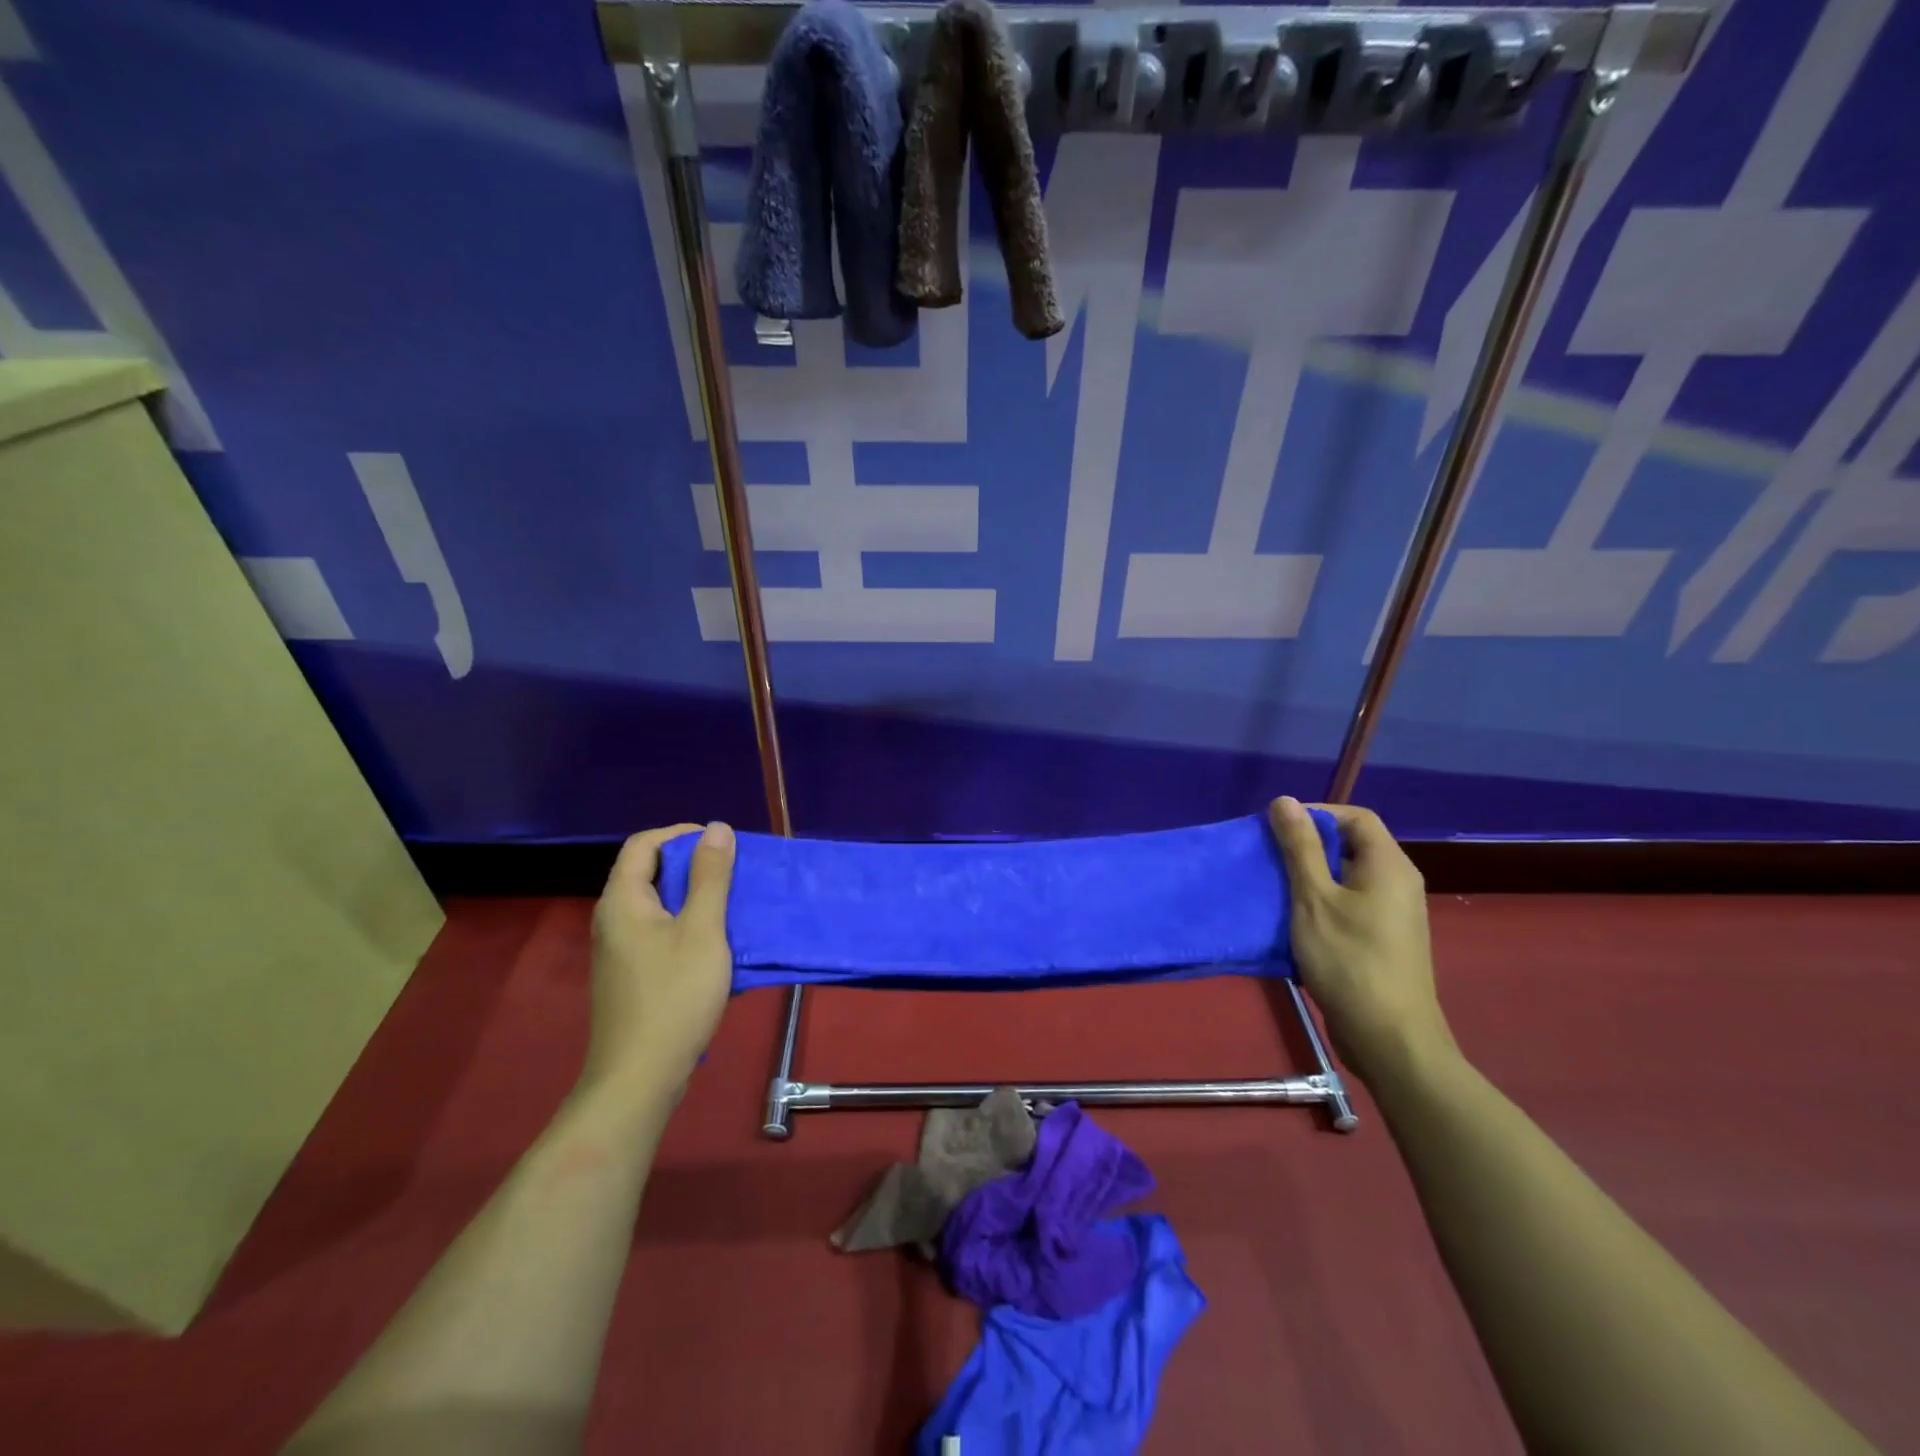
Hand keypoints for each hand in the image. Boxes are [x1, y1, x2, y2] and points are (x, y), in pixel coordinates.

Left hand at [585, 822, 735, 1099]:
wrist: (639, 1077)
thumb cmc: (674, 996)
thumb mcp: (703, 930)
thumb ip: (711, 877)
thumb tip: (716, 828)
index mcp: (623, 900)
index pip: (644, 844)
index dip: (682, 834)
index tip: (721, 844)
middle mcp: (613, 919)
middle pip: (649, 872)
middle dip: (694, 866)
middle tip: (735, 874)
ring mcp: (618, 950)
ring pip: (658, 905)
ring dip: (695, 897)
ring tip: (733, 905)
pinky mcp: (630, 975)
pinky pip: (659, 933)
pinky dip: (687, 926)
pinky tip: (716, 945)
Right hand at [1267, 797, 1455, 1085]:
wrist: (1389, 1038)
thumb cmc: (1350, 960)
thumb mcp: (1314, 899)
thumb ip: (1299, 848)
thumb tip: (1285, 801)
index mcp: (1389, 866)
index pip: (1356, 817)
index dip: (1317, 814)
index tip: (1278, 829)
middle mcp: (1398, 883)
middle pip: (1351, 845)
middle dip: (1307, 847)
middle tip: (1268, 858)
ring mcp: (1392, 915)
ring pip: (1346, 878)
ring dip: (1309, 877)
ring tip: (1274, 888)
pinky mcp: (1382, 940)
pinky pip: (1349, 905)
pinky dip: (1320, 904)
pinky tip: (1292, 921)